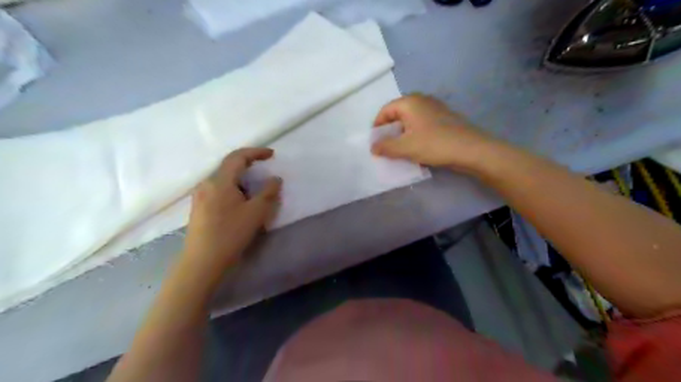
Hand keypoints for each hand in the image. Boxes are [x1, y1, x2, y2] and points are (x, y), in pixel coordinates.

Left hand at [180, 146, 281, 274]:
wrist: (202, 262)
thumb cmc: (231, 234)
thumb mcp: (256, 213)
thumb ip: (269, 192)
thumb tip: (275, 179)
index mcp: (219, 181)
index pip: (237, 157)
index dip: (256, 152)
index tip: (272, 154)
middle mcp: (206, 184)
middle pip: (229, 166)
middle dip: (249, 165)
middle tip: (264, 169)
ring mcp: (200, 196)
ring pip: (224, 179)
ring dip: (241, 179)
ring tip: (255, 190)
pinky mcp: (199, 208)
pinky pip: (218, 190)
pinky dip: (233, 189)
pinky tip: (240, 203)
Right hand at [372, 93, 498, 172]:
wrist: (471, 149)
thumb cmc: (434, 144)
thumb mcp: (405, 147)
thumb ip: (385, 147)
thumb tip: (373, 147)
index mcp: (409, 102)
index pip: (385, 111)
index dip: (377, 127)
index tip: (375, 143)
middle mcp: (421, 100)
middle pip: (397, 114)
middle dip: (389, 131)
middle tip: (386, 148)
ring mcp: (434, 108)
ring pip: (410, 121)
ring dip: (402, 135)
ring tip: (400, 150)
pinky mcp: (443, 118)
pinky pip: (422, 125)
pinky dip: (414, 135)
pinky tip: (416, 148)